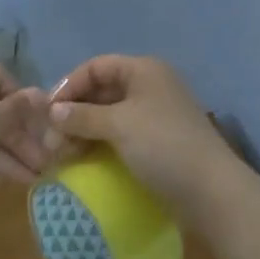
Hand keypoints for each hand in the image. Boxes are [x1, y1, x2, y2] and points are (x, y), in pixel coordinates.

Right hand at [47, 55, 239, 217]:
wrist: (211, 192)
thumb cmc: (163, 146)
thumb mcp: (119, 125)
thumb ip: (83, 116)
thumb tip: (53, 112)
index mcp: (144, 70)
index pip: (96, 66)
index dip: (69, 85)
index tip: (47, 112)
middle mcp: (151, 86)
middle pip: (102, 90)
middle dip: (74, 111)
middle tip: (51, 139)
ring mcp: (156, 115)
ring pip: (110, 114)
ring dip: (84, 129)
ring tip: (62, 153)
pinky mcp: (159, 142)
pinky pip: (121, 134)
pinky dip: (100, 142)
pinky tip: (84, 159)